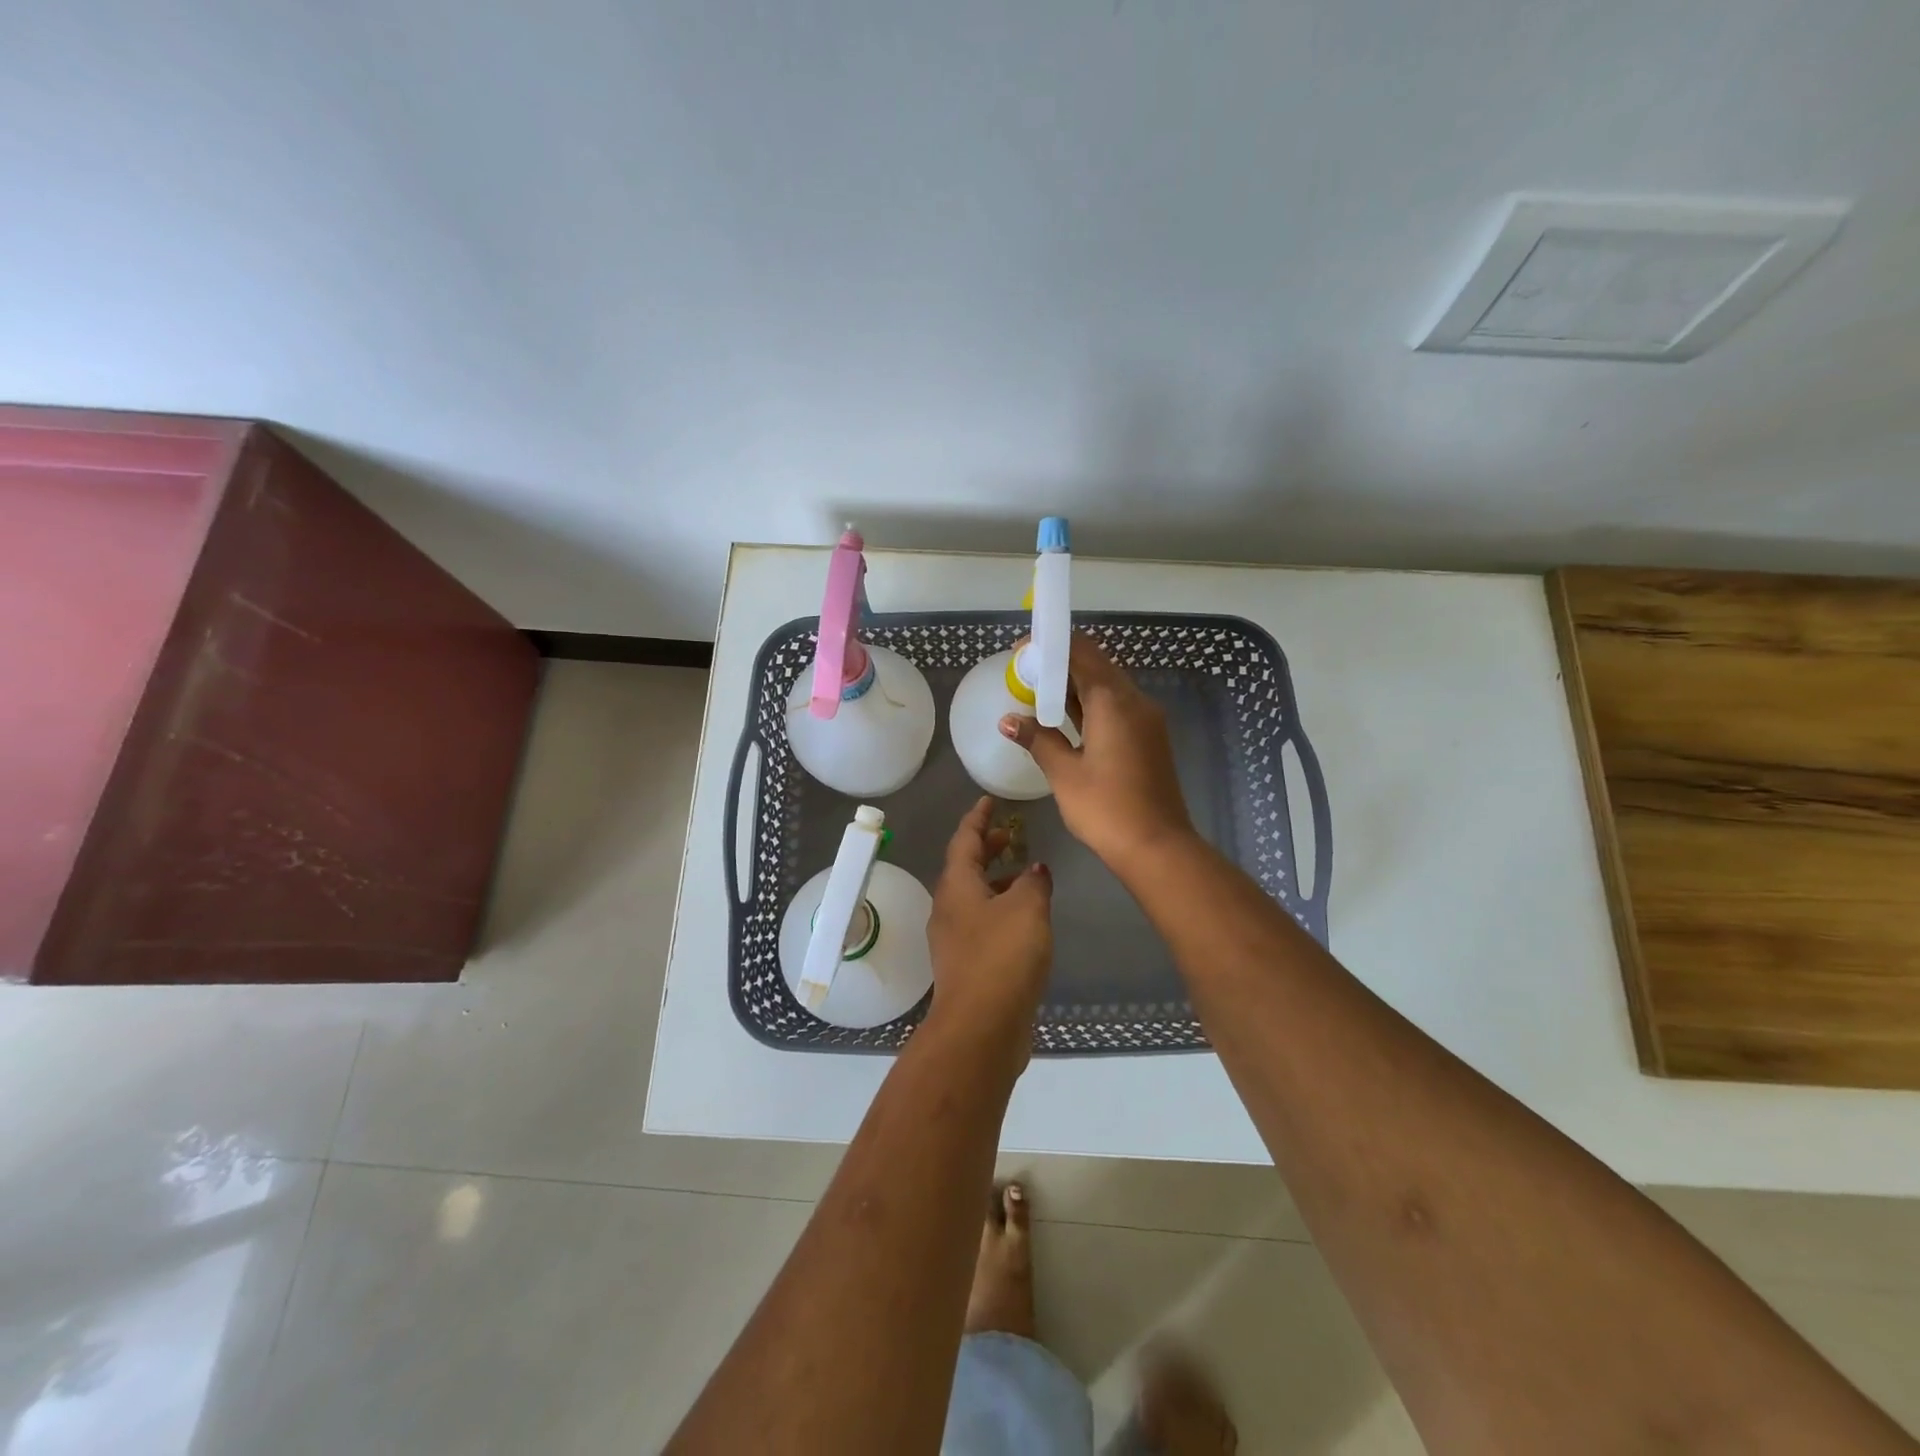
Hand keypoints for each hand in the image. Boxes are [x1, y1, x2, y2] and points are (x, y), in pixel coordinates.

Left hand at [924, 796, 1053, 1059]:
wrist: (981, 1028)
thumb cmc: (1002, 957)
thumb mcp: (1027, 909)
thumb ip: (1033, 882)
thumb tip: (1034, 870)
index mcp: (956, 886)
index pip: (964, 840)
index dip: (978, 818)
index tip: (989, 801)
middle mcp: (949, 908)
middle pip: (966, 868)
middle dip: (987, 848)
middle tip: (1011, 835)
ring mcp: (955, 939)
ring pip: (975, 897)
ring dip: (997, 880)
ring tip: (1026, 874)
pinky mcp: (967, 965)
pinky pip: (983, 922)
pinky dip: (1002, 908)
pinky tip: (1026, 919)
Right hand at [1001, 633, 1195, 876]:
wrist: (1158, 847)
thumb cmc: (1106, 808)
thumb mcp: (1064, 773)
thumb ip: (1037, 739)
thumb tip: (1008, 720)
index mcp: (1113, 701)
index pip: (1080, 652)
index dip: (1050, 647)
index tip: (1020, 654)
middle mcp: (1134, 701)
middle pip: (1096, 664)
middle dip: (1060, 663)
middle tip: (1025, 674)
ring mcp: (1146, 719)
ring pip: (1107, 686)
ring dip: (1075, 684)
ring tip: (1038, 693)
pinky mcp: (1149, 737)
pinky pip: (1116, 706)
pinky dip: (1090, 703)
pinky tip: (1066, 717)